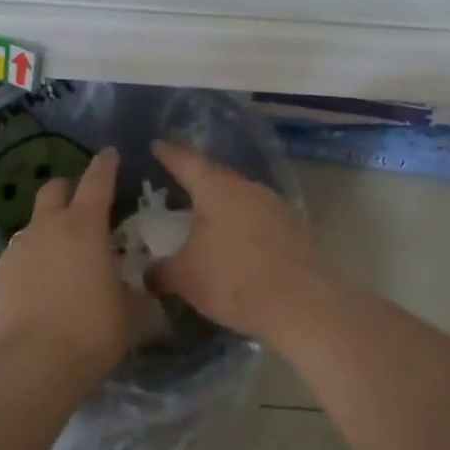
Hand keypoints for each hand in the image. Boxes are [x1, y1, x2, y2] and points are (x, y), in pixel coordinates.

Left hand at [0, 147, 140, 394]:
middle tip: (82, 208)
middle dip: (68, 190)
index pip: (97, 180)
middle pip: (54, 189)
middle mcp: (46, 228)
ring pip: (32, 227)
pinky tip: (36, 297)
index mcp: (85, 227)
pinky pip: (15, 262)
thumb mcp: (131, 316)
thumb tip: (144, 292)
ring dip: (47, 234)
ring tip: (60, 265)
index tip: (110, 154)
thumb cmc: (90, 332)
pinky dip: (28, 269)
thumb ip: (139, 296)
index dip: (105, 164)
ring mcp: (15, 251)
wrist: (28, 367)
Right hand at [150, 141, 323, 341]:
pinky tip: (237, 243)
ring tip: (206, 218)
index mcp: (216, 188)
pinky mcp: (294, 227)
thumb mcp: (185, 278)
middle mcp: (247, 186)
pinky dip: (243, 225)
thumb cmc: (234, 280)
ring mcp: (275, 205)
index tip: (157, 145)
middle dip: (197, 181)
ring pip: (240, 197)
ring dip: (223, 205)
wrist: (303, 304)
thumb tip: (146, 272)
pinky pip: (259, 217)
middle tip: (178, 186)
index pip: (186, 161)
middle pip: (216, 177)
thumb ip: (161, 271)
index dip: (169, 154)